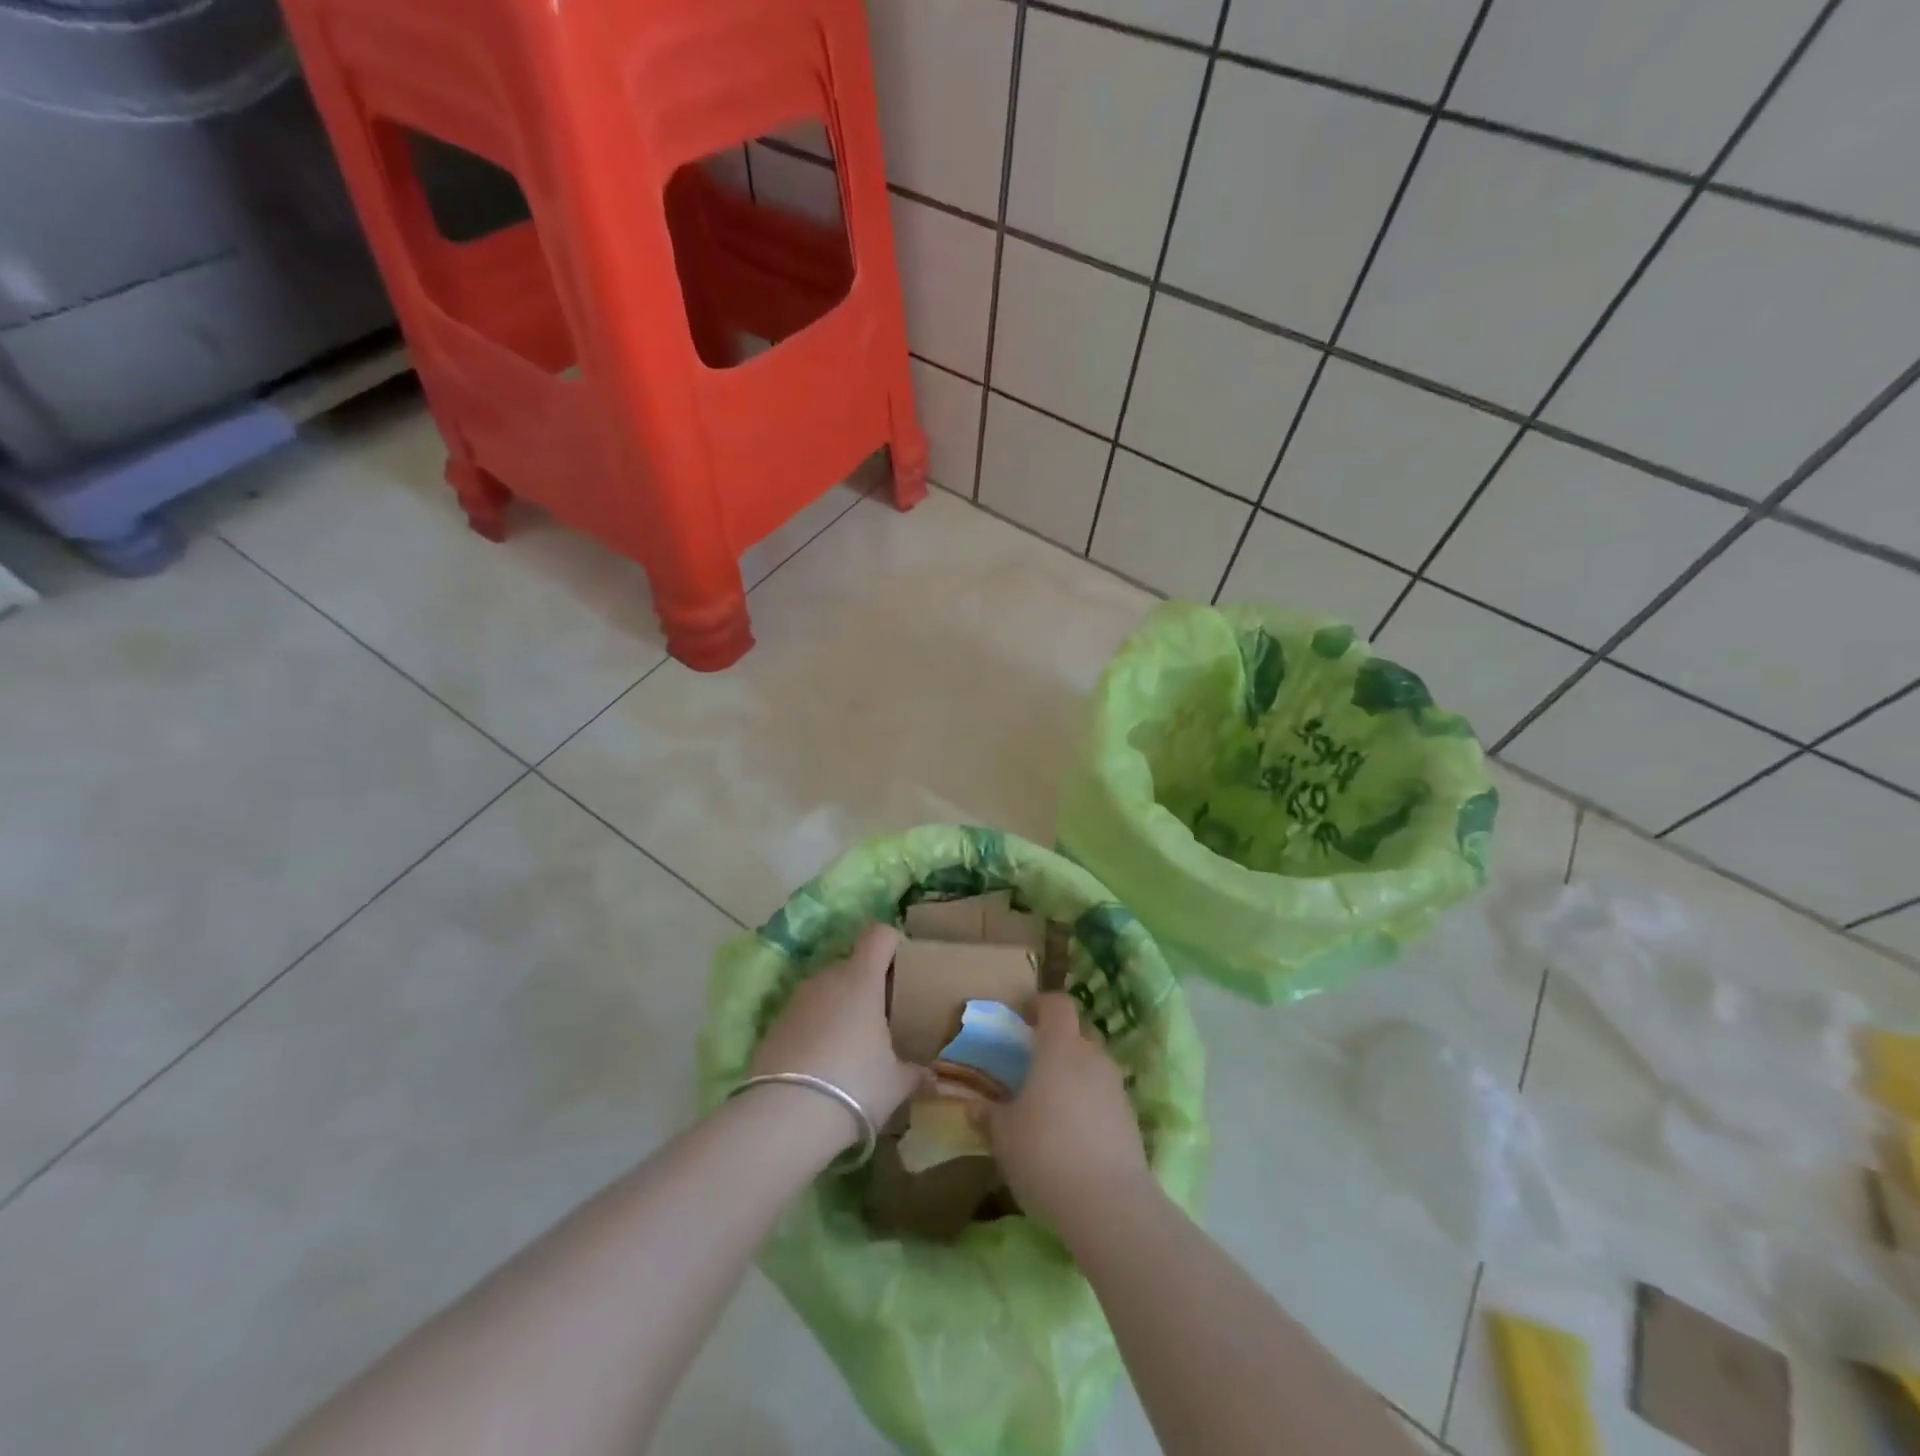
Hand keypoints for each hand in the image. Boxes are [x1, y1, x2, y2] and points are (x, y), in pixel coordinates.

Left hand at [749, 923, 924, 1130]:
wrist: (785, 1116)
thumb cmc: (855, 1084)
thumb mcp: (895, 1084)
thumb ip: (916, 1075)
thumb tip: (935, 1079)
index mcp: (862, 979)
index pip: (878, 935)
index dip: (892, 943)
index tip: (902, 969)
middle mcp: (828, 979)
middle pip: (852, 964)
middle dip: (867, 984)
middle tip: (882, 1018)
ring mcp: (798, 1000)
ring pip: (827, 989)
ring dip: (840, 1006)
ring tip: (852, 1044)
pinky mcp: (775, 1024)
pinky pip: (805, 1014)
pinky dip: (816, 1028)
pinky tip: (823, 1063)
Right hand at [986, 993, 1150, 1230]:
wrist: (1108, 1203)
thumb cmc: (1045, 1152)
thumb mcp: (1003, 1135)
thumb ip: (989, 1115)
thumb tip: (974, 1106)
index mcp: (1060, 1047)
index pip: (1057, 1004)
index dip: (1041, 1005)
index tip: (1024, 1017)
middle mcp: (1092, 1057)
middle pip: (1080, 1031)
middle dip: (1060, 1039)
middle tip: (1036, 1062)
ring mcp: (1116, 1087)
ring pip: (1095, 1064)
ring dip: (1077, 1073)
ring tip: (1054, 1101)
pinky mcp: (1131, 1118)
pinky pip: (1107, 1096)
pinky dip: (1091, 1103)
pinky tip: (1075, 1133)